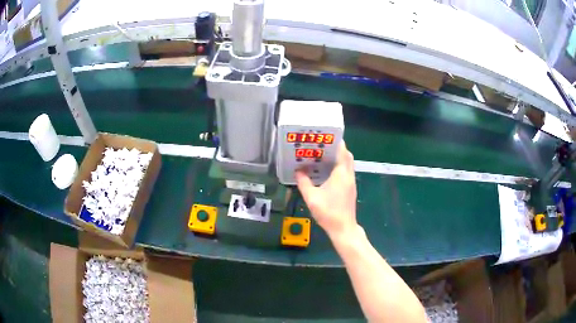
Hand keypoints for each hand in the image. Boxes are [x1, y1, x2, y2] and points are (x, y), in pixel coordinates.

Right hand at [296, 141, 357, 239]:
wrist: (343, 228)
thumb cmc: (328, 212)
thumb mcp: (311, 197)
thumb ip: (303, 182)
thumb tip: (297, 171)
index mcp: (341, 174)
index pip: (342, 152)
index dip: (337, 142)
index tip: (328, 136)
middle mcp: (349, 176)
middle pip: (347, 156)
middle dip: (337, 149)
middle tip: (323, 145)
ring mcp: (351, 183)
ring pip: (348, 164)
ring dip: (339, 158)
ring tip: (323, 156)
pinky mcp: (351, 189)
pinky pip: (346, 172)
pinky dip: (339, 167)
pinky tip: (327, 172)